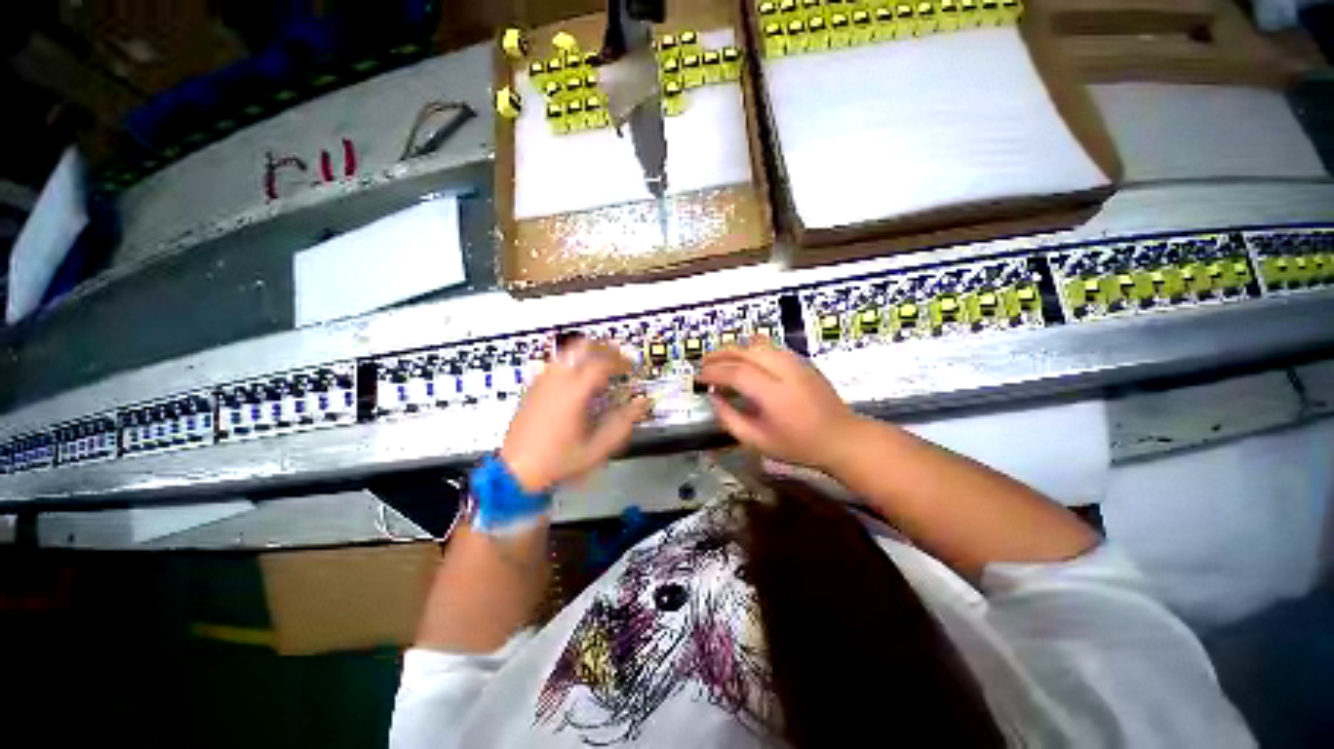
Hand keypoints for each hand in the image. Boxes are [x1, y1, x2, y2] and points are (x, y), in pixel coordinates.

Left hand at [500, 339, 650, 492]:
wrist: (517, 471)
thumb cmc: (557, 463)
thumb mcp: (596, 449)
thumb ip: (621, 424)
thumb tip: (641, 405)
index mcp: (574, 393)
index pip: (601, 362)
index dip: (620, 361)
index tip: (631, 367)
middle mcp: (556, 381)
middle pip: (581, 346)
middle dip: (603, 348)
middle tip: (617, 359)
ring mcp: (541, 383)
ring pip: (566, 352)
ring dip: (585, 354)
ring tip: (599, 367)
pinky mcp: (531, 390)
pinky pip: (553, 365)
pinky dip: (570, 363)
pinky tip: (576, 381)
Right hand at [697, 342, 863, 470]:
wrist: (840, 437)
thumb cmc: (798, 446)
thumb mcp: (758, 442)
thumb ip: (731, 419)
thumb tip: (713, 398)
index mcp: (773, 394)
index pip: (735, 372)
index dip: (713, 372)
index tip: (698, 378)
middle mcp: (784, 371)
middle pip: (746, 350)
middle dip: (721, 354)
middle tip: (703, 364)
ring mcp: (796, 363)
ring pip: (760, 344)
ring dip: (736, 348)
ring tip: (721, 360)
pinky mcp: (803, 361)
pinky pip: (773, 347)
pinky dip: (753, 349)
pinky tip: (746, 361)